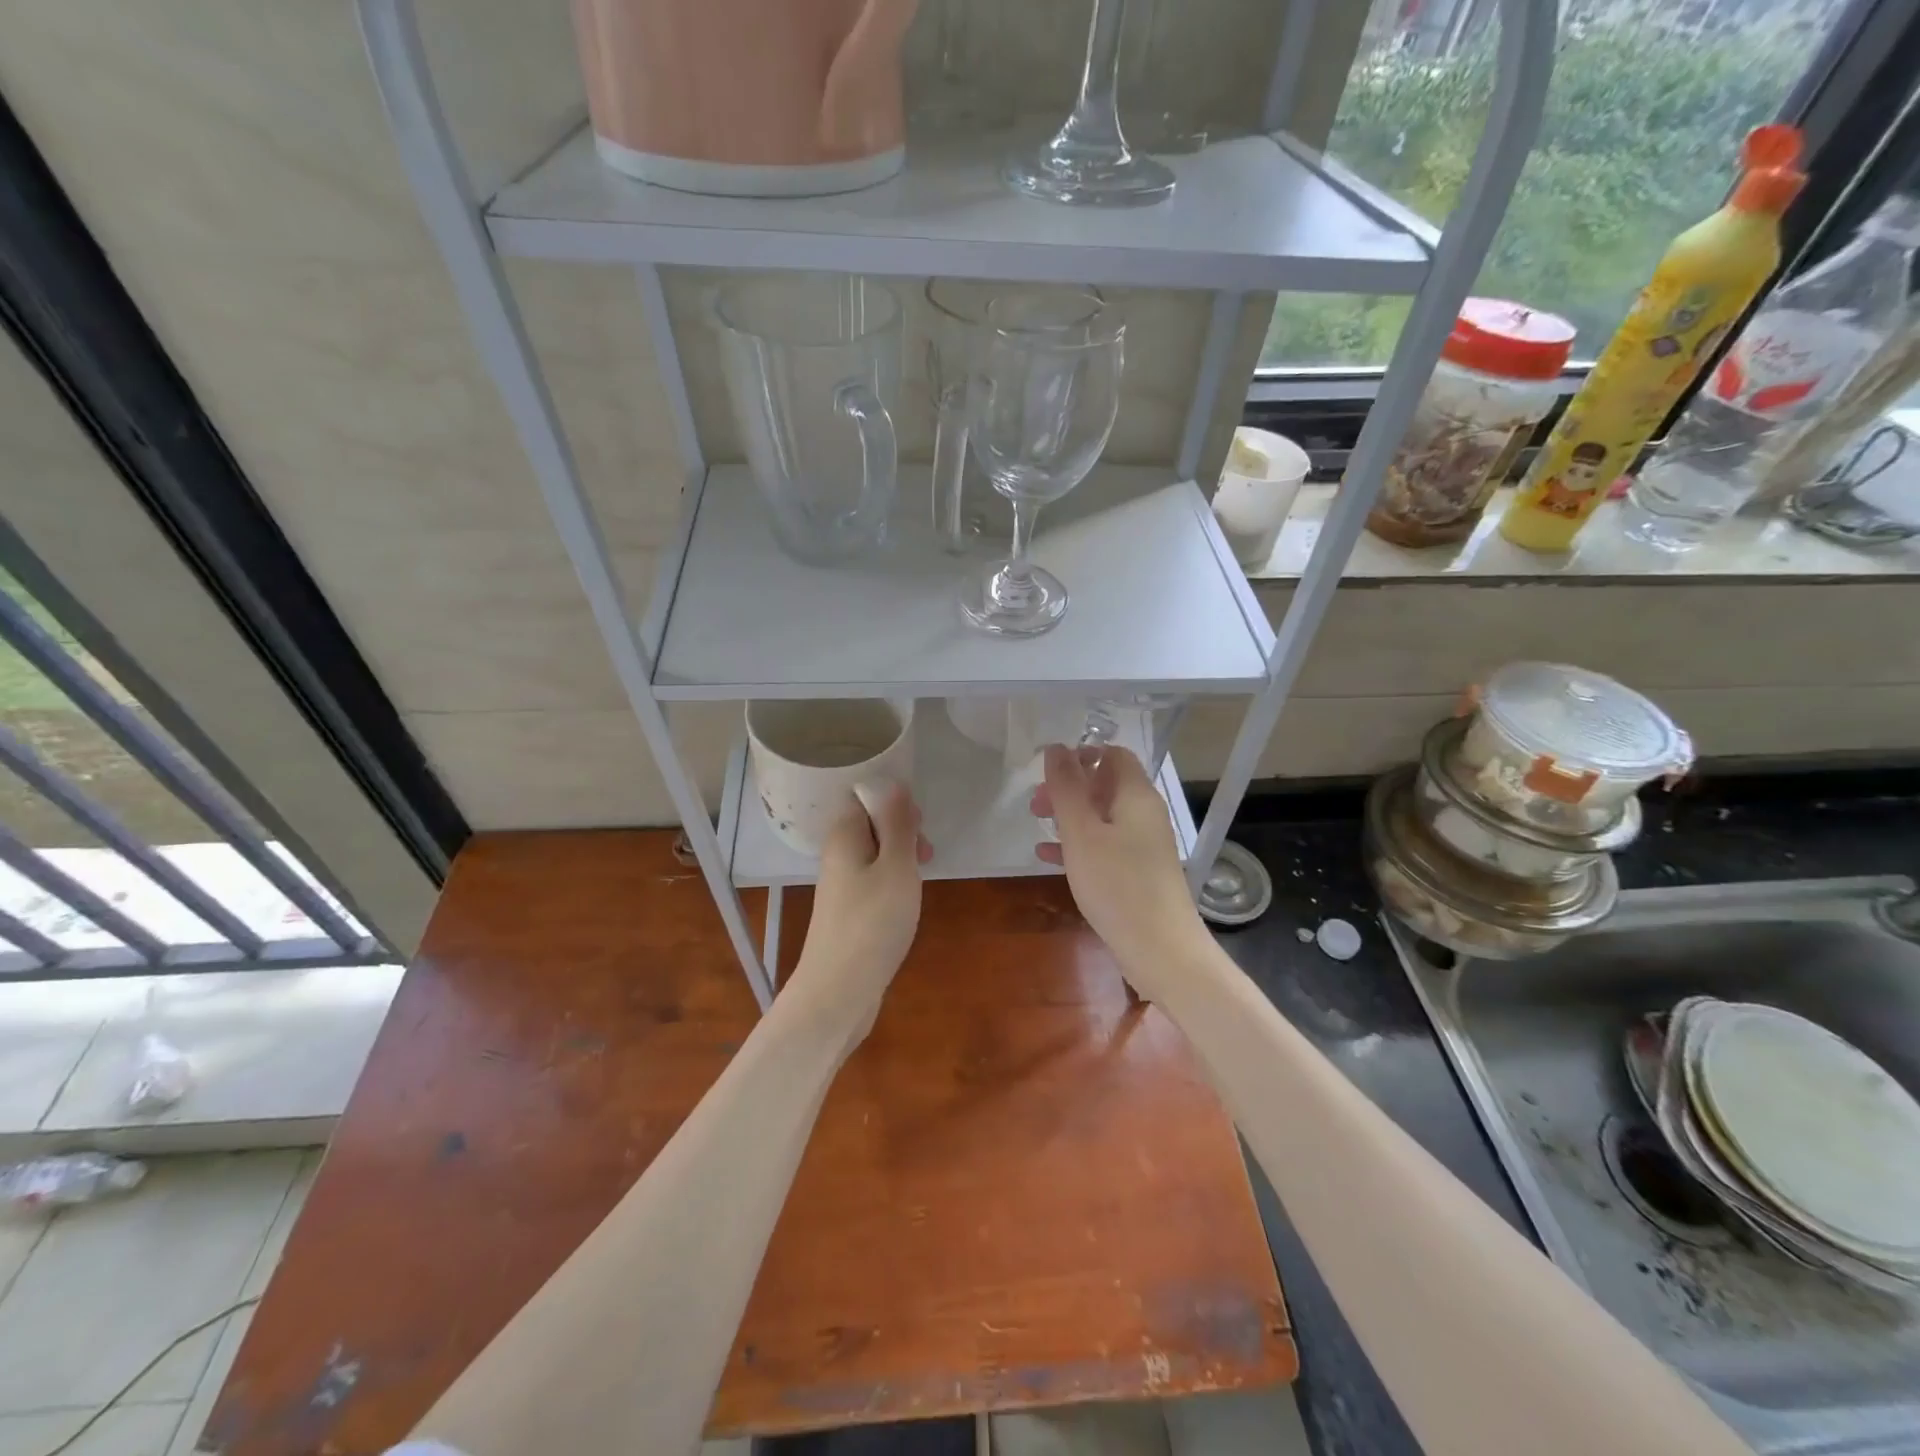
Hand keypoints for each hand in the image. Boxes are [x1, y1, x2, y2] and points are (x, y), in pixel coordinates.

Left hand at [786, 783, 932, 1048]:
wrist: (839, 991)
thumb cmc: (873, 923)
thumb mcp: (896, 866)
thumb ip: (897, 824)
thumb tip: (893, 783)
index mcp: (844, 835)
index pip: (864, 795)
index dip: (894, 801)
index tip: (919, 824)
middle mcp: (837, 854)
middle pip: (870, 823)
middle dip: (902, 830)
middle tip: (925, 853)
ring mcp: (840, 884)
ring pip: (875, 853)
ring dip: (901, 857)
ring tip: (921, 876)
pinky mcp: (848, 910)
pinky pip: (873, 879)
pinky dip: (893, 882)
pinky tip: (907, 900)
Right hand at [1031, 744, 1209, 1001]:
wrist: (1161, 950)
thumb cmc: (1118, 885)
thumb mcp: (1082, 833)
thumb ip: (1067, 788)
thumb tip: (1056, 748)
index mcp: (1137, 796)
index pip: (1114, 755)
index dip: (1082, 755)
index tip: (1049, 772)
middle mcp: (1145, 814)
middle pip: (1106, 784)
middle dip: (1069, 788)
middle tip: (1035, 803)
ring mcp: (1144, 845)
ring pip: (1102, 816)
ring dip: (1069, 816)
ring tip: (1036, 824)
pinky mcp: (1138, 872)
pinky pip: (1104, 845)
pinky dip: (1078, 844)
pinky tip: (1047, 857)